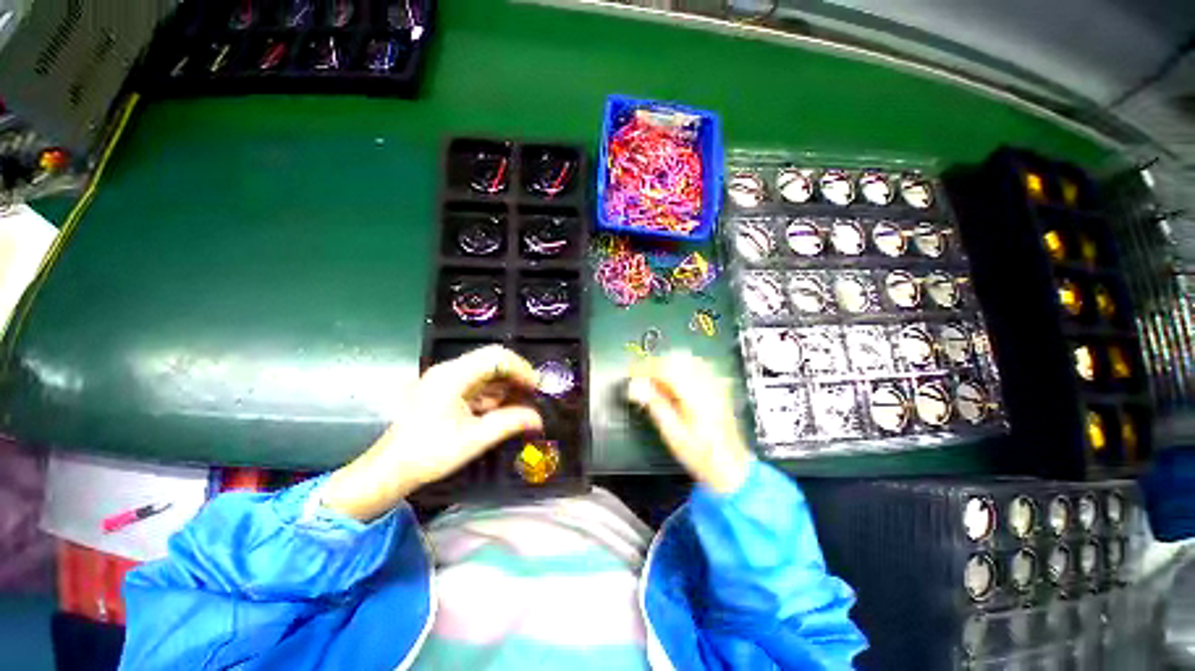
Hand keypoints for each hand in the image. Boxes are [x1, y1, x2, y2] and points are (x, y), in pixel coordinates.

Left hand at [322, 346, 543, 521]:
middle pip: (493, 360)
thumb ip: (510, 423)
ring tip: (522, 405)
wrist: (390, 470)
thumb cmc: (430, 453)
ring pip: (487, 372)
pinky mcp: (446, 390)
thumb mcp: (474, 439)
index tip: (537, 387)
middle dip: (516, 376)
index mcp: (454, 375)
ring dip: (506, 386)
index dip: (522, 368)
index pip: (497, 356)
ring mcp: (447, 379)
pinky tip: (502, 410)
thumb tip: (539, 418)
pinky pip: (478, 384)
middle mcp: (450, 370)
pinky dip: (494, 394)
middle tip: (533, 395)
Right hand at [627, 352, 752, 493]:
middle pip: (676, 359)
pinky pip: (695, 365)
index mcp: (695, 395)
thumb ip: (654, 405)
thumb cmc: (699, 454)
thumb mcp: (672, 433)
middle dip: (654, 364)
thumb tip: (635, 386)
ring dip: (666, 363)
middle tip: (639, 377)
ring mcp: (715, 382)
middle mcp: (707, 383)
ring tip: (652, 378)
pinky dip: (679, 366)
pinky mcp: (717, 385)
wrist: (730, 465)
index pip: (666, 369)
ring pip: (686, 359)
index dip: (645, 368)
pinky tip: (671, 380)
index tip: (631, 373)